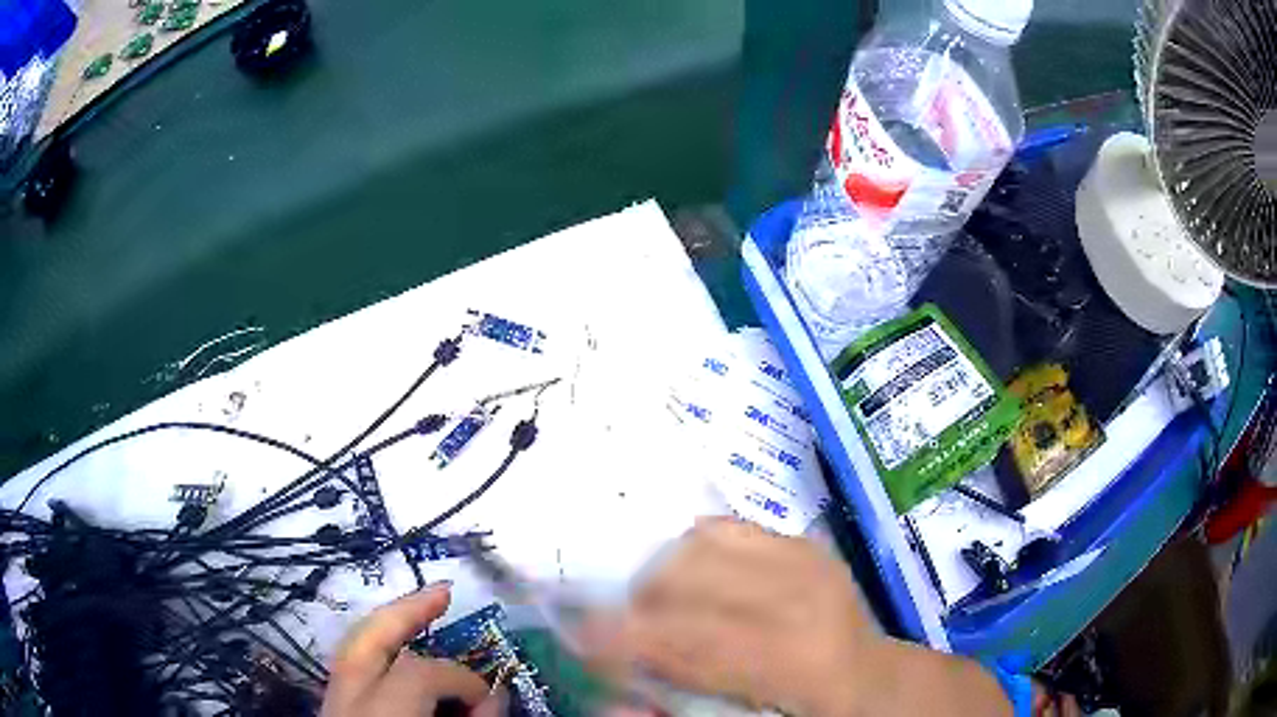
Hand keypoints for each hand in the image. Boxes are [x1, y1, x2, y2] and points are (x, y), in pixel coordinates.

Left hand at [322, 584, 502, 716]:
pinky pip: (350, 668)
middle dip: (406, 611)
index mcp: (379, 711)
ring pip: (351, 647)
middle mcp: (346, 699)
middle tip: (443, 590)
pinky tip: (395, 652)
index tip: (489, 697)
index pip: (420, 673)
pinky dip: (375, 652)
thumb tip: (494, 694)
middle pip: (366, 638)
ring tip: (418, 611)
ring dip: (387, 625)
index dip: (462, 678)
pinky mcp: (331, 708)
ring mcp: (331, 702)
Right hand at [589, 518, 1011, 716]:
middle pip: (684, 575)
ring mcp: (805, 557)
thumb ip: (678, 710)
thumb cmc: (812, 712)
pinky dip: (692, 552)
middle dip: (634, 601)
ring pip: (698, 542)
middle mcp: (800, 593)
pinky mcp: (802, 542)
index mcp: (794, 656)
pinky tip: (695, 583)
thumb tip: (612, 700)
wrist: (875, 681)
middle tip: (620, 631)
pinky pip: (724, 528)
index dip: (622, 636)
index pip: (688, 638)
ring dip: (662, 575)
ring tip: (660, 609)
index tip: (576, 636)